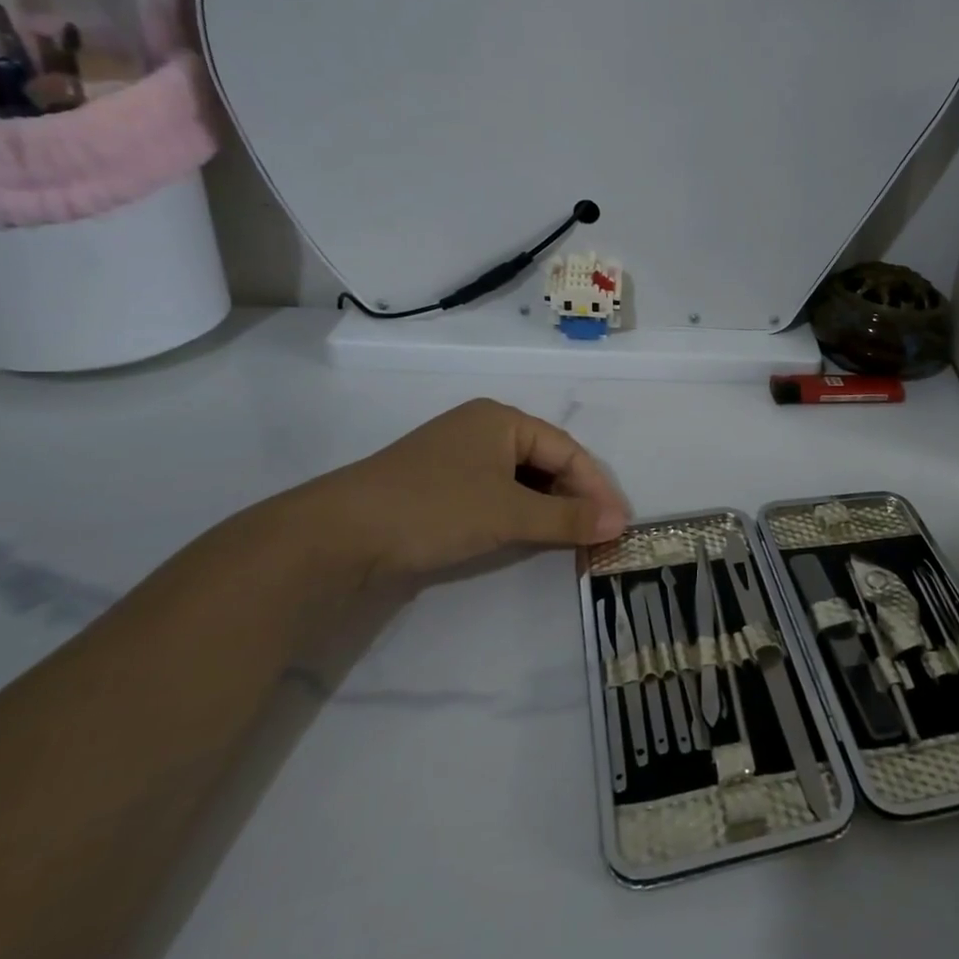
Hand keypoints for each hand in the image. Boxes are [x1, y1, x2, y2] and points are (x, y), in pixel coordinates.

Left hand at [295, 399, 628, 586]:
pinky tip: (525, 536)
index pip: (567, 450)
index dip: (596, 486)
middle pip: (545, 462)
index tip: (617, 523)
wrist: (337, 535)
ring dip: (546, 508)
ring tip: (568, 539)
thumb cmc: (434, 508)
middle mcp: (482, 429)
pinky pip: (495, 494)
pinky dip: (517, 514)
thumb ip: (566, 518)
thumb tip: (620, 523)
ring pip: (520, 480)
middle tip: (597, 533)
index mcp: (502, 419)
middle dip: (573, 498)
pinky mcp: (438, 486)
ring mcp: (457, 457)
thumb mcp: (508, 514)